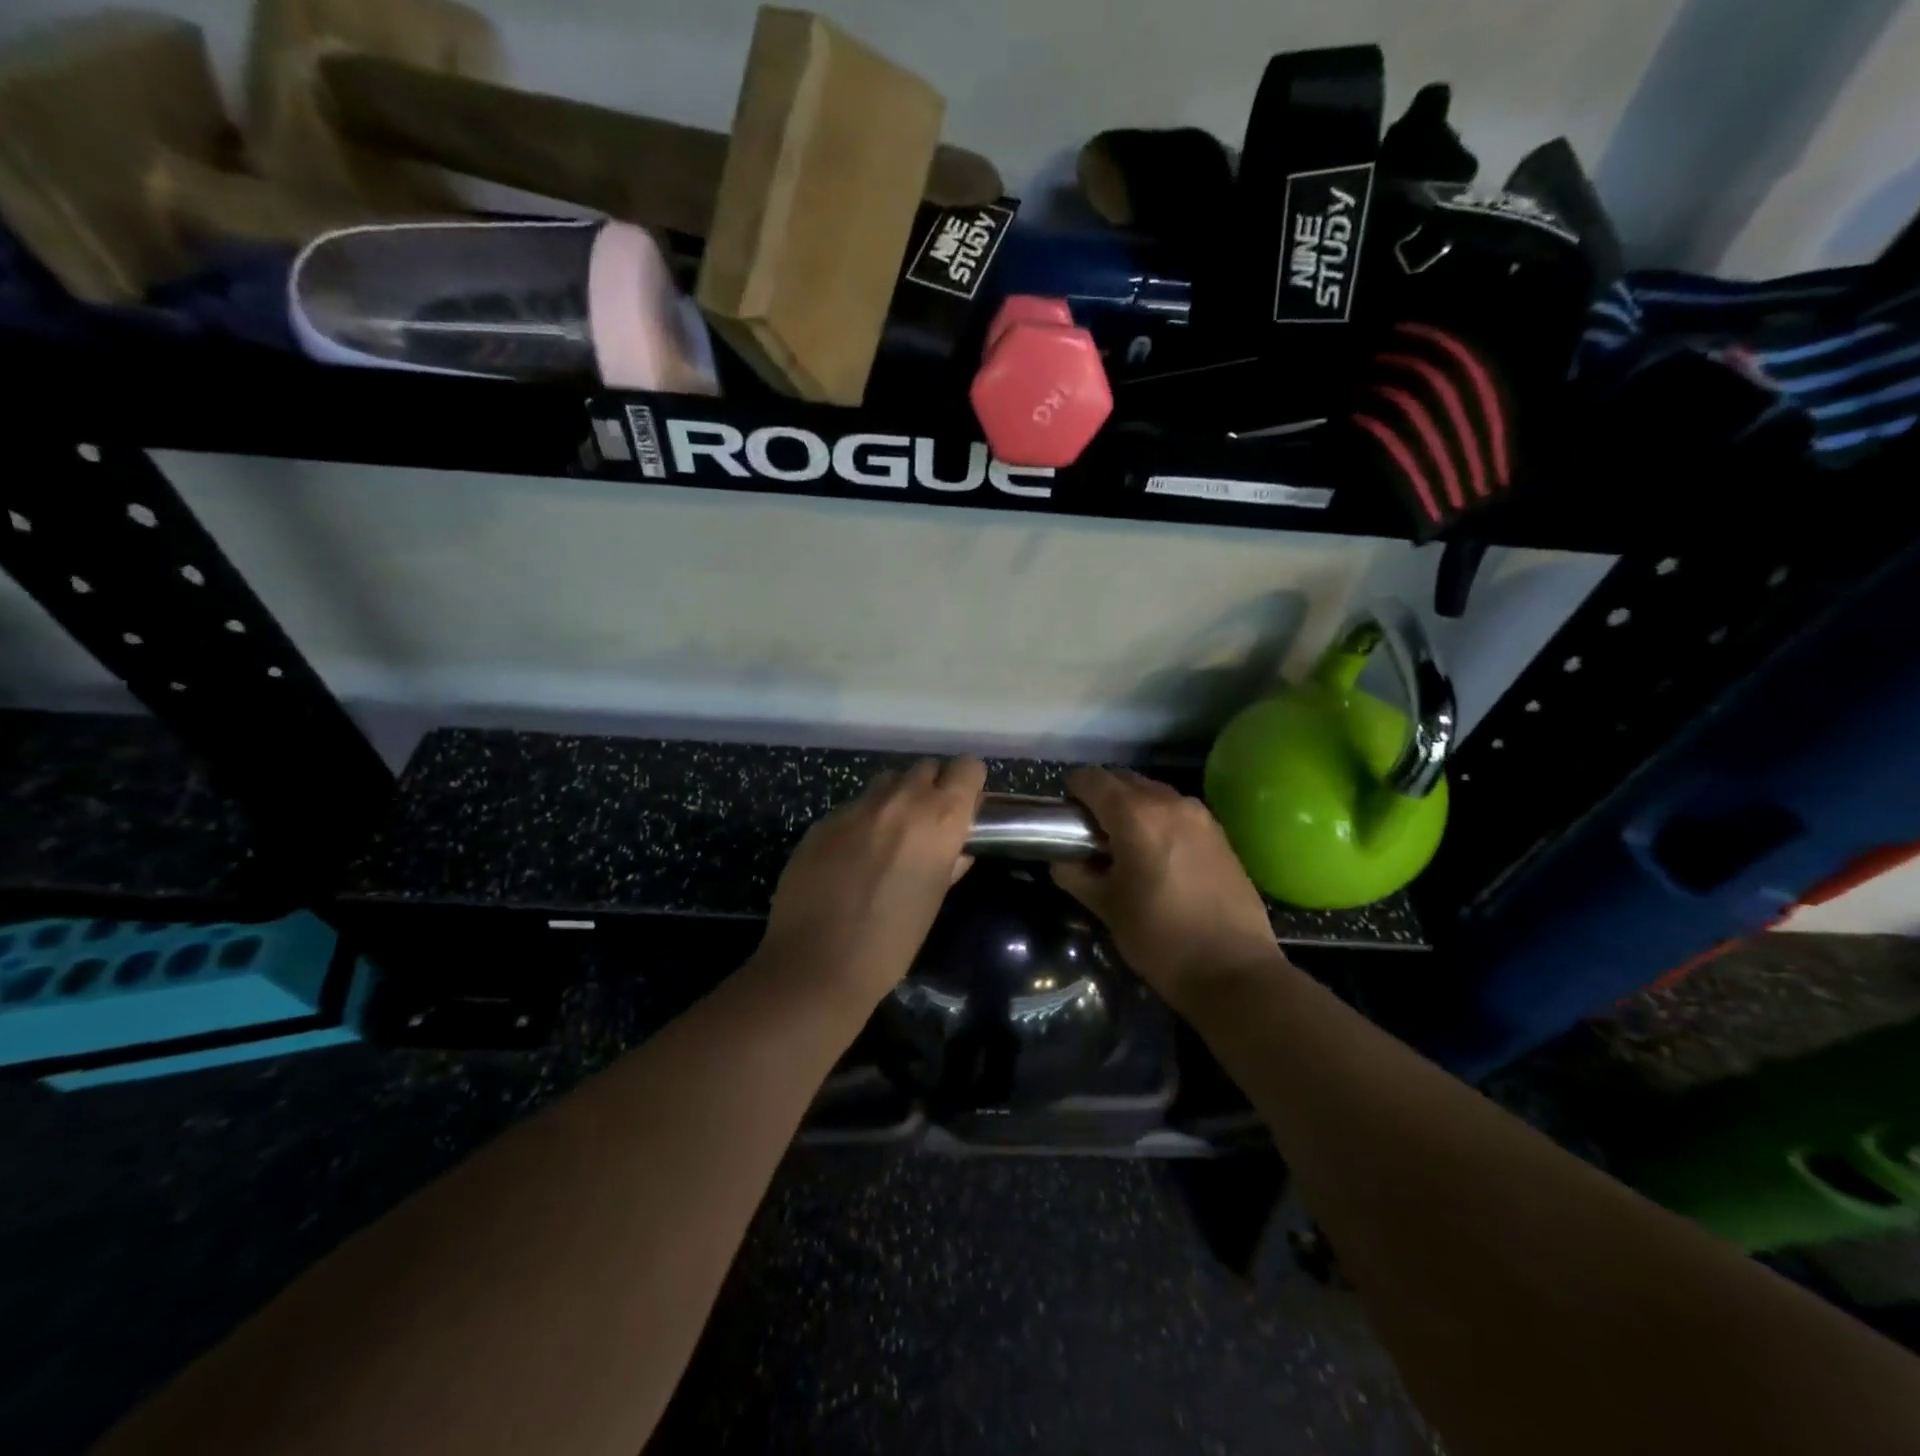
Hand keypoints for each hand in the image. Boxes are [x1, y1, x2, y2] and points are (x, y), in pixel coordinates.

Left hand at [756, 757, 987, 1012]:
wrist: (816, 963)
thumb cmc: (891, 943)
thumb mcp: (933, 901)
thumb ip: (949, 863)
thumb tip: (956, 849)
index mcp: (939, 819)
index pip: (967, 768)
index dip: (968, 784)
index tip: (964, 807)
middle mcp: (901, 800)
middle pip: (926, 768)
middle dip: (931, 789)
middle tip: (926, 825)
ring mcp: (857, 807)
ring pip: (887, 782)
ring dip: (895, 799)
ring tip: (888, 837)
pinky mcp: (823, 820)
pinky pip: (853, 808)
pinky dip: (860, 822)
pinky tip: (850, 858)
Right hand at [1052, 767, 1287, 1012]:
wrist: (1234, 970)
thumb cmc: (1161, 939)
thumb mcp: (1106, 907)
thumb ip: (1076, 874)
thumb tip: (1062, 860)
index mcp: (1135, 815)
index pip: (1090, 779)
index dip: (1071, 794)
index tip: (1066, 822)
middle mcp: (1169, 801)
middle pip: (1122, 779)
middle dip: (1101, 798)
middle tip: (1091, 836)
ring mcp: (1200, 814)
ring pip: (1152, 792)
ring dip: (1131, 807)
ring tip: (1125, 847)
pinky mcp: (1220, 832)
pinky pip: (1176, 810)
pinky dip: (1158, 819)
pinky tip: (1157, 856)